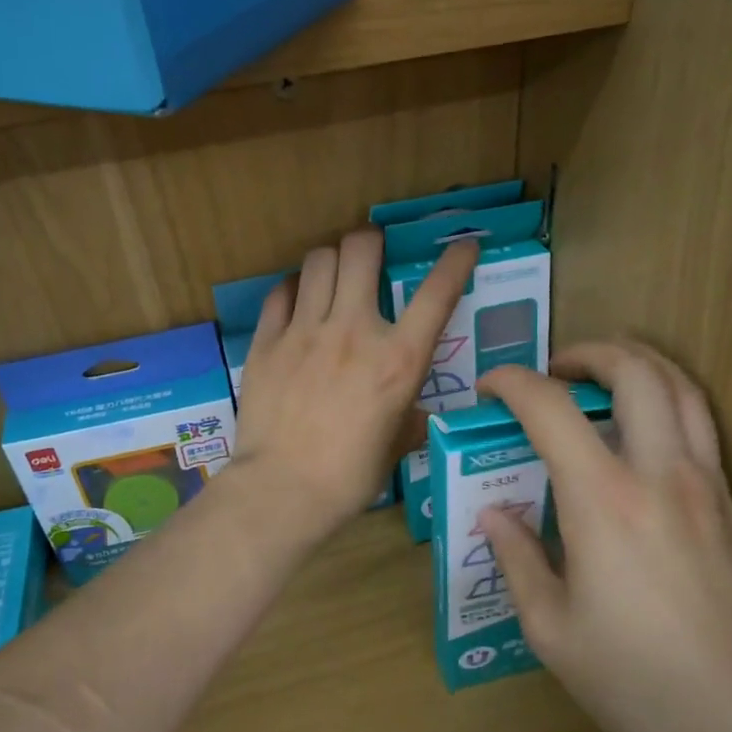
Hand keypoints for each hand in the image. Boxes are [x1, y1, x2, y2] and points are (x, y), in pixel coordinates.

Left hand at [231, 227, 475, 543]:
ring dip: (332, 258)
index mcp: (398, 360)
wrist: (282, 491)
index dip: (457, 260)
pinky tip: (298, 299)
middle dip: (372, 239)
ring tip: (335, 271)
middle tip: (373, 250)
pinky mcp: (267, 342)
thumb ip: (409, 416)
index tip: (463, 245)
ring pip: (318, 260)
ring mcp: (306, 331)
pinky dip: (294, 287)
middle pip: (362, 249)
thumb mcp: (396, 445)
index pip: (438, 293)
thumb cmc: (349, 477)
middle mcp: (354, 331)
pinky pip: (281, 292)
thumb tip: (414, 412)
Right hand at [477, 342, 731, 731]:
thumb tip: (494, 515)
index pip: (551, 409)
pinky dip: (668, 402)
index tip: (489, 387)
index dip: (513, 383)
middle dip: (589, 353)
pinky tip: (645, 436)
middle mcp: (661, 475)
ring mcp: (708, 488)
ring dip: (639, 364)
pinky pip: (703, 428)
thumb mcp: (551, 631)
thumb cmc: (636, 683)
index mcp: (605, 501)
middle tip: (556, 372)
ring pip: (682, 389)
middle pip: (635, 372)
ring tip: (605, 377)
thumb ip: (518, 560)